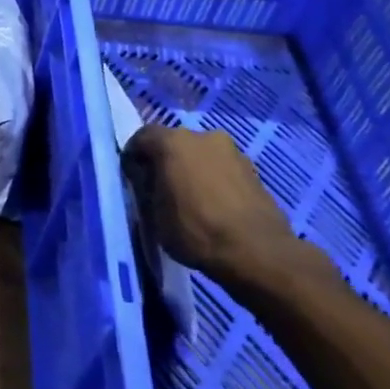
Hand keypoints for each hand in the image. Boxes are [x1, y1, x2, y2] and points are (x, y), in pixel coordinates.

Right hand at [124, 126, 320, 299]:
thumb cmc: (195, 230)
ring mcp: (231, 150)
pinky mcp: (253, 169)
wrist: (257, 252)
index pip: (141, 138)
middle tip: (161, 188)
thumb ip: (145, 187)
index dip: (133, 157)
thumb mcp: (153, 213)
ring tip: (191, 200)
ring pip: (201, 155)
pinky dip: (214, 180)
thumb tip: (144, 177)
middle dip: (165, 162)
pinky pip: (222, 169)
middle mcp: (202, 136)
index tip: (132, 179)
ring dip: (192, 170)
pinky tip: (214, 206)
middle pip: (174, 144)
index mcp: (172, 141)